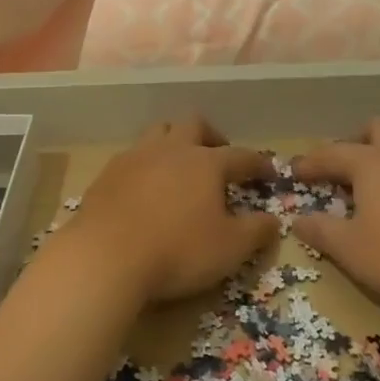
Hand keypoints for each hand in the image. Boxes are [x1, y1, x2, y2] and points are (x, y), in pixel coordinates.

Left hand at [63, 119, 278, 305]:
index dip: (258, 163)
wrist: (106, 256)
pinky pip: (132, 156)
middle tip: (218, 156)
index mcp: (205, 163)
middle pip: (194, 124)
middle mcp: (171, 149)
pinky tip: (145, 187)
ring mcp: (136, 156)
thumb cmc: (178, 251)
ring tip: (179, 166)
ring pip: (159, 132)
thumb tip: (273, 220)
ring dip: (173, 142)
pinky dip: (145, 165)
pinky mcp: (108, 172)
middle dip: (211, 136)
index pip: (240, 155)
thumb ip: (257, 231)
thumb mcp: (230, 249)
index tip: (268, 172)